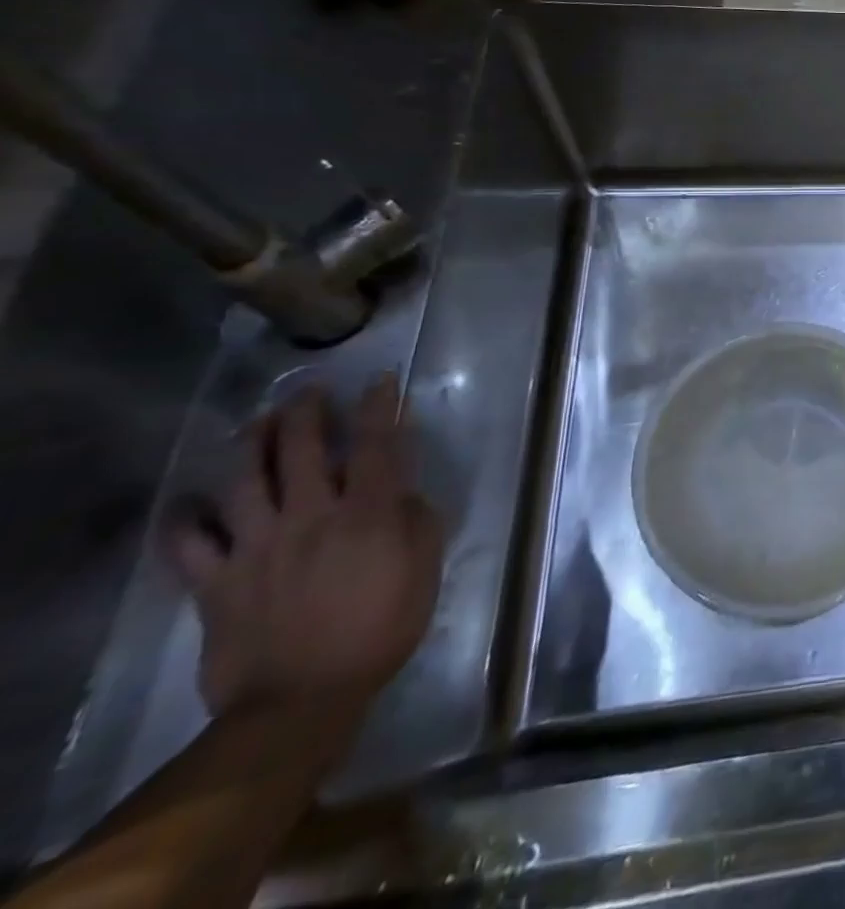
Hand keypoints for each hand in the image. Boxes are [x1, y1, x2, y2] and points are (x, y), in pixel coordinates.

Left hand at [166, 376, 443, 720]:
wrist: (300, 702)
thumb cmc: (380, 629)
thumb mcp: (424, 570)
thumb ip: (419, 522)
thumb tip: (405, 495)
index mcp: (365, 514)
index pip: (376, 445)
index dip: (379, 407)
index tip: (382, 380)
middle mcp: (308, 517)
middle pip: (300, 450)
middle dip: (305, 413)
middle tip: (309, 392)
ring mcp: (255, 547)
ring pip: (242, 481)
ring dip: (249, 444)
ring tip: (256, 424)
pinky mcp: (214, 582)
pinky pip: (188, 544)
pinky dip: (183, 519)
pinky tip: (189, 502)